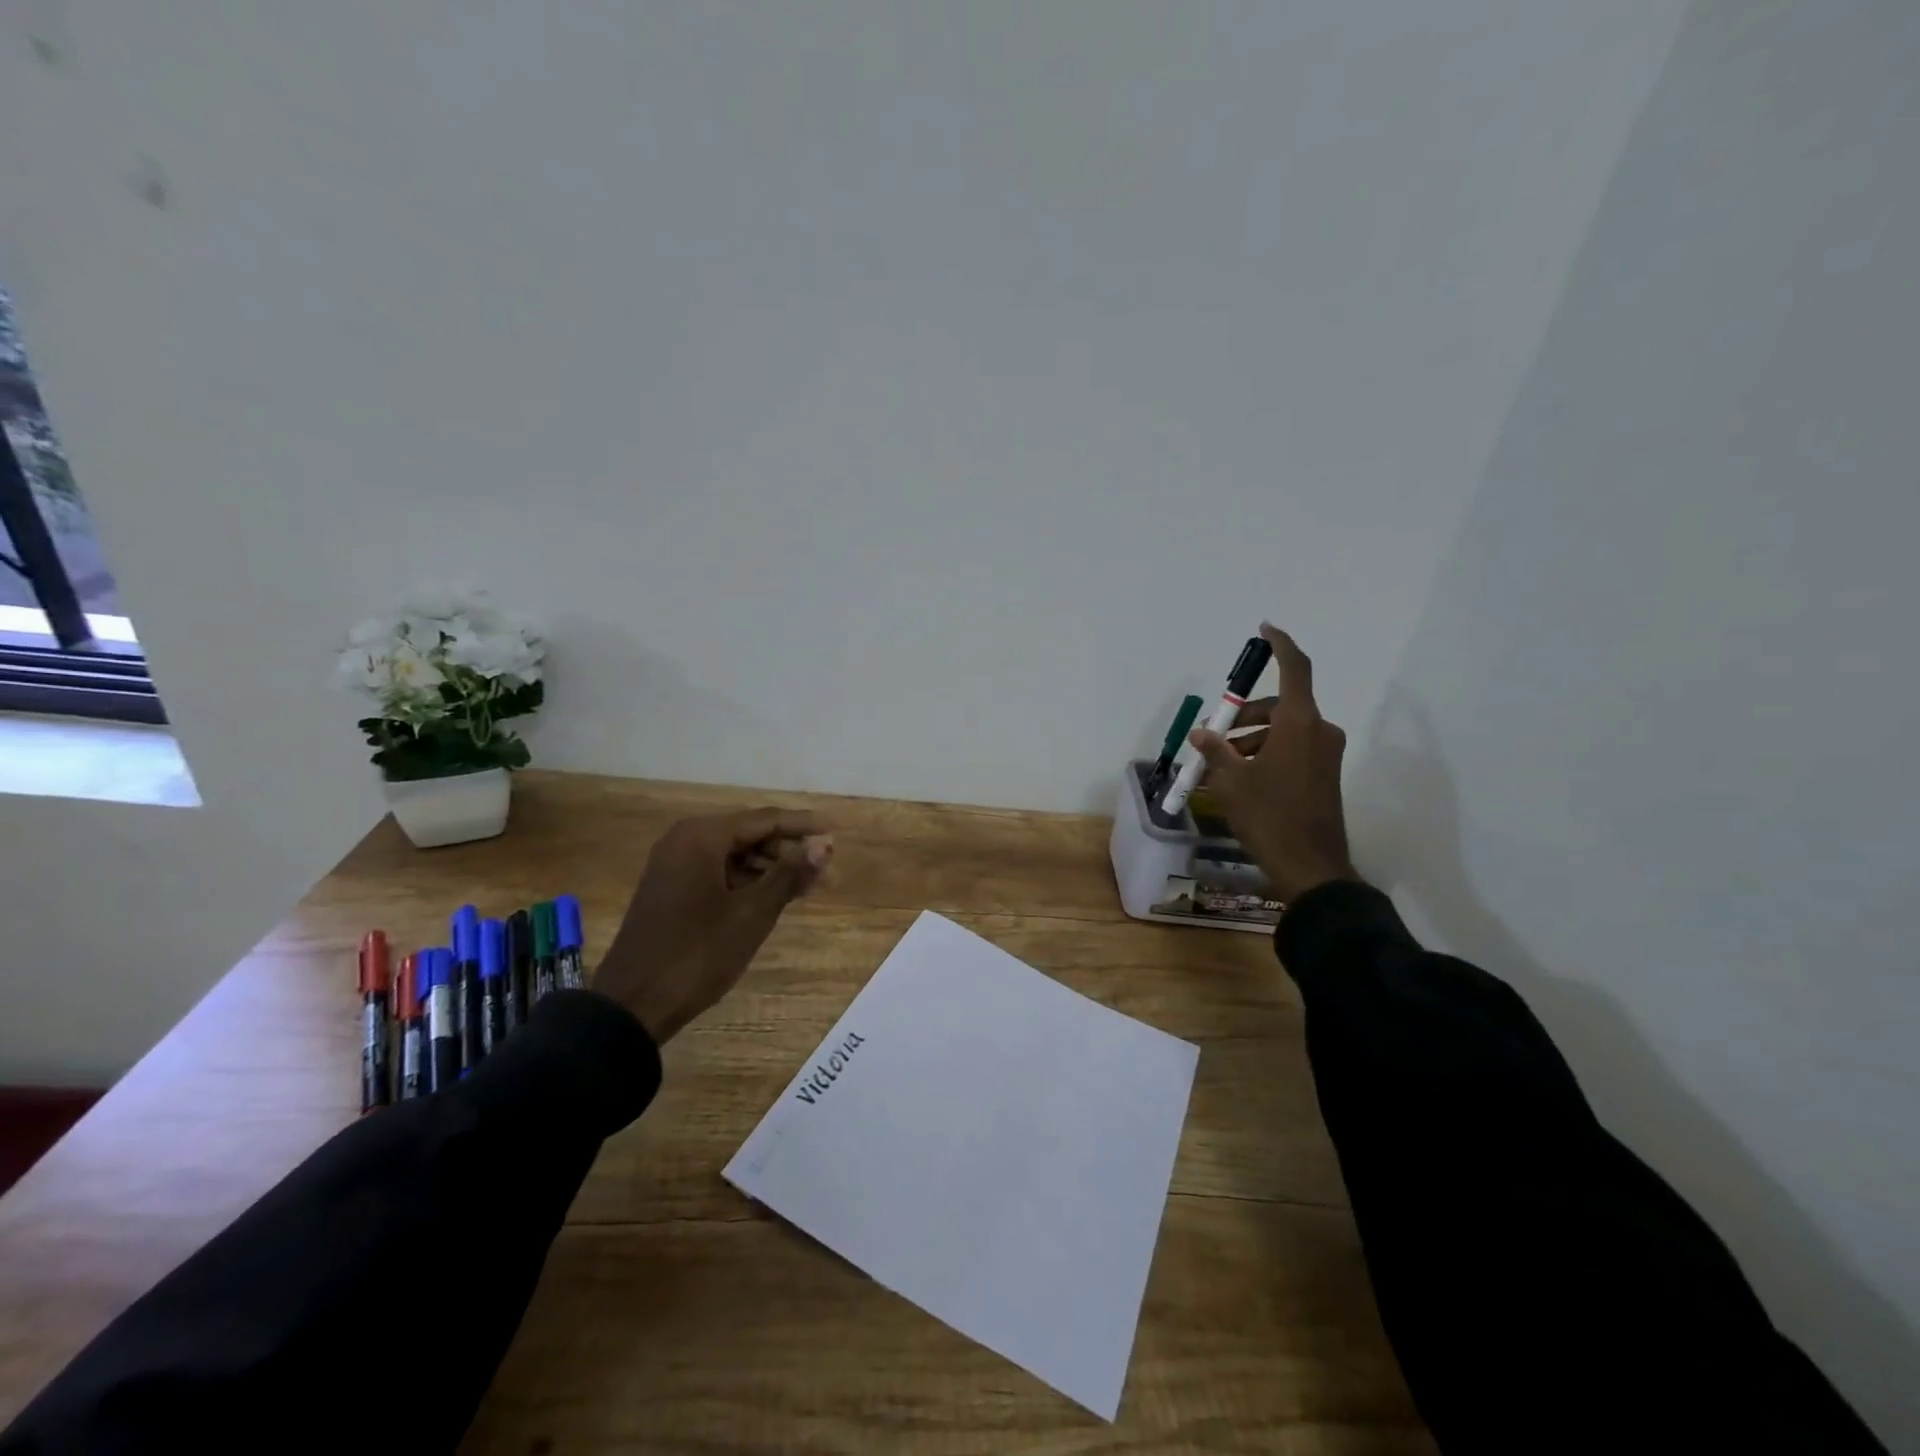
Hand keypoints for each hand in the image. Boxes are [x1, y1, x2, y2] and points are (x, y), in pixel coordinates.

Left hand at [593, 809, 833, 1044]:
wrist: (632, 1005)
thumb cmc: (697, 954)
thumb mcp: (752, 914)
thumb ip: (790, 874)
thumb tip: (825, 845)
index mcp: (701, 836)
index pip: (765, 819)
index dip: (804, 826)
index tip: (837, 833)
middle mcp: (685, 841)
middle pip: (750, 834)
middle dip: (789, 851)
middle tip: (826, 872)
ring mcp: (674, 866)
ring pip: (735, 855)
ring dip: (771, 869)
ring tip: (806, 888)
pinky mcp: (671, 890)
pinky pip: (718, 872)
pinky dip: (747, 882)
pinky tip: (772, 898)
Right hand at [1188, 624, 1360, 904]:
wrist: (1310, 868)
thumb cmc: (1269, 816)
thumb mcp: (1231, 781)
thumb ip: (1216, 750)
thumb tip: (1202, 733)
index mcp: (1300, 723)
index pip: (1295, 668)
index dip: (1281, 645)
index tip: (1265, 629)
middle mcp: (1319, 731)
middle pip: (1278, 706)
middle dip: (1242, 716)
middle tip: (1211, 737)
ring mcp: (1324, 754)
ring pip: (1282, 730)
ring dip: (1249, 740)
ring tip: (1215, 766)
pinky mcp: (1323, 775)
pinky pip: (1290, 750)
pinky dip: (1263, 755)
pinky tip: (1235, 779)